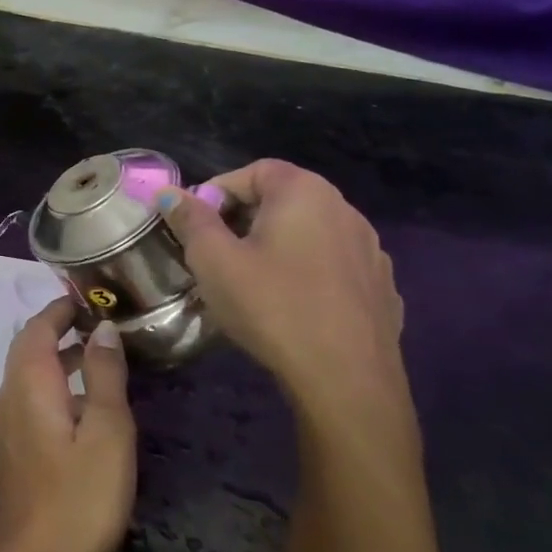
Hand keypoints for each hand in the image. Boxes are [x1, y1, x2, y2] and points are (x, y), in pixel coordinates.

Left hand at [0, 300, 135, 551]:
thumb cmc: (78, 497)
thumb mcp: (106, 432)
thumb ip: (104, 376)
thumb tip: (103, 328)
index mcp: (29, 381)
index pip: (38, 326)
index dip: (62, 308)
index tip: (90, 296)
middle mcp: (10, 393)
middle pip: (30, 346)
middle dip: (61, 328)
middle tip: (102, 322)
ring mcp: (8, 422)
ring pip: (30, 373)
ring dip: (60, 357)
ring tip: (101, 356)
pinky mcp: (15, 447)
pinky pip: (32, 397)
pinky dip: (56, 384)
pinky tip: (85, 405)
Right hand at [155, 160, 413, 446]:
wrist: (347, 380)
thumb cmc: (272, 307)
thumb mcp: (214, 260)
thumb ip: (190, 219)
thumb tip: (170, 193)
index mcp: (305, 193)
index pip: (254, 170)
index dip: (218, 190)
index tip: (196, 224)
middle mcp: (345, 210)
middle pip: (284, 198)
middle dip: (243, 217)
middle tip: (216, 252)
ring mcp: (371, 251)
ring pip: (310, 233)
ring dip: (276, 244)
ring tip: (251, 280)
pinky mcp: (381, 288)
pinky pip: (332, 265)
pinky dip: (307, 272)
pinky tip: (291, 305)